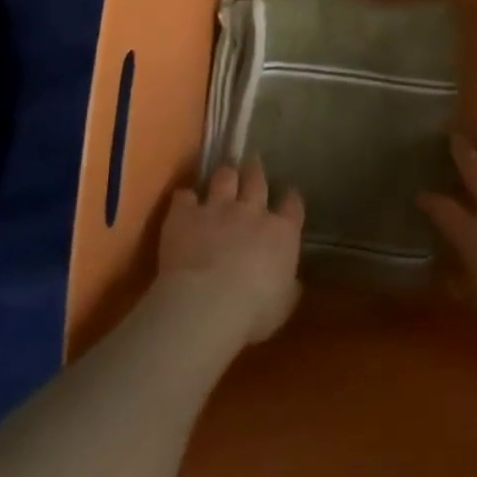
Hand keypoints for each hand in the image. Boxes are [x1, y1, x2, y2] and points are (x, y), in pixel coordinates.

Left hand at [157, 160, 304, 344]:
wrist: (206, 303)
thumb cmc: (253, 311)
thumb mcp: (283, 304)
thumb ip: (288, 286)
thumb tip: (291, 280)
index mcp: (281, 233)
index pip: (293, 206)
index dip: (291, 199)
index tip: (290, 195)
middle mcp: (252, 212)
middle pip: (257, 181)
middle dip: (256, 172)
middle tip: (254, 165)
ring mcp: (217, 208)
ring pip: (224, 178)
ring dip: (224, 175)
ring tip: (223, 173)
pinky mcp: (185, 214)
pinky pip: (184, 196)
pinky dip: (185, 198)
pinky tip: (183, 201)